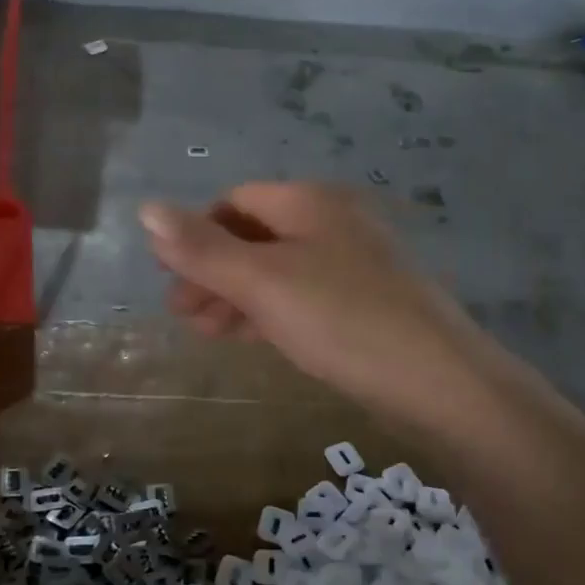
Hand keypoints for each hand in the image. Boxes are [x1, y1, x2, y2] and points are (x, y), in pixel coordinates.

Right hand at [140, 184, 492, 422]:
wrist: (437, 381)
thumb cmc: (341, 319)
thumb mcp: (262, 282)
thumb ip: (202, 249)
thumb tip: (146, 210)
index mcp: (310, 203)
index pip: (236, 202)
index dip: (197, 234)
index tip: (170, 277)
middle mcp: (334, 223)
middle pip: (256, 237)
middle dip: (213, 271)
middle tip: (180, 313)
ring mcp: (354, 265)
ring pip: (279, 271)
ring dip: (236, 295)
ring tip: (204, 332)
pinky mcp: (365, 304)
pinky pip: (303, 298)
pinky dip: (270, 312)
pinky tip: (250, 337)